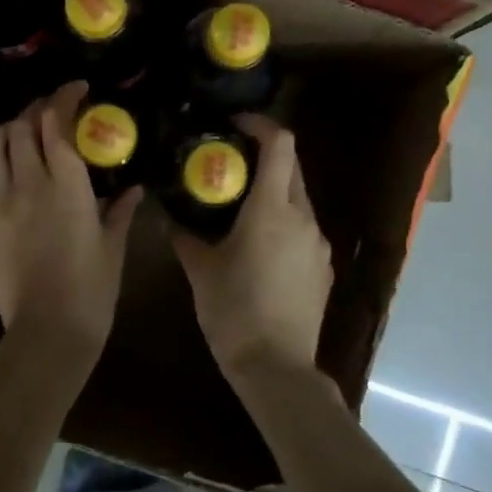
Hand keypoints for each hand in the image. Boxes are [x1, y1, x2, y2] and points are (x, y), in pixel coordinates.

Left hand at [0, 82, 141, 367]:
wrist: (48, 333)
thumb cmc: (92, 290)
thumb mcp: (113, 246)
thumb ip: (120, 209)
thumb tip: (133, 188)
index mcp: (66, 186)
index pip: (55, 123)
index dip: (63, 98)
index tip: (76, 90)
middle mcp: (27, 185)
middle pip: (20, 126)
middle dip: (36, 109)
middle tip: (52, 111)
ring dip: (8, 130)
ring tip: (24, 136)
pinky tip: (15, 178)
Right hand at [173, 113, 332, 382]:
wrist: (277, 367)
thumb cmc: (233, 312)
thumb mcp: (200, 270)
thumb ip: (184, 235)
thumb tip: (168, 215)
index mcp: (272, 210)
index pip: (280, 145)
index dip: (261, 125)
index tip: (235, 124)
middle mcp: (303, 218)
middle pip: (292, 168)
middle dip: (264, 157)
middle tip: (230, 164)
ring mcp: (318, 243)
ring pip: (299, 199)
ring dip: (274, 192)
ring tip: (241, 207)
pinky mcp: (323, 267)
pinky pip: (304, 229)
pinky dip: (284, 222)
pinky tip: (261, 246)